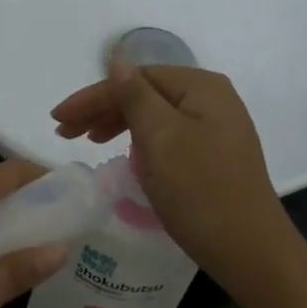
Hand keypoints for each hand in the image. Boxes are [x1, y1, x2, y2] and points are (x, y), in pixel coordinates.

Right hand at [52, 65, 298, 292]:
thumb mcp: (160, 137)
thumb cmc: (199, 190)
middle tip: (65, 133)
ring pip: (156, 116)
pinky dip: (140, 142)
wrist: (249, 248)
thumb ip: (135, 95)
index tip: (58, 121)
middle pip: (146, 93)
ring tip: (88, 142)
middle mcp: (213, 100)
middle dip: (102, 109)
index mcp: (201, 86)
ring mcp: (217, 129)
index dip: (92, 96)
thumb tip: (117, 59)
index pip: (135, 78)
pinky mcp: (215, 156)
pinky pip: (168, 137)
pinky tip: (127, 155)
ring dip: (118, 124)